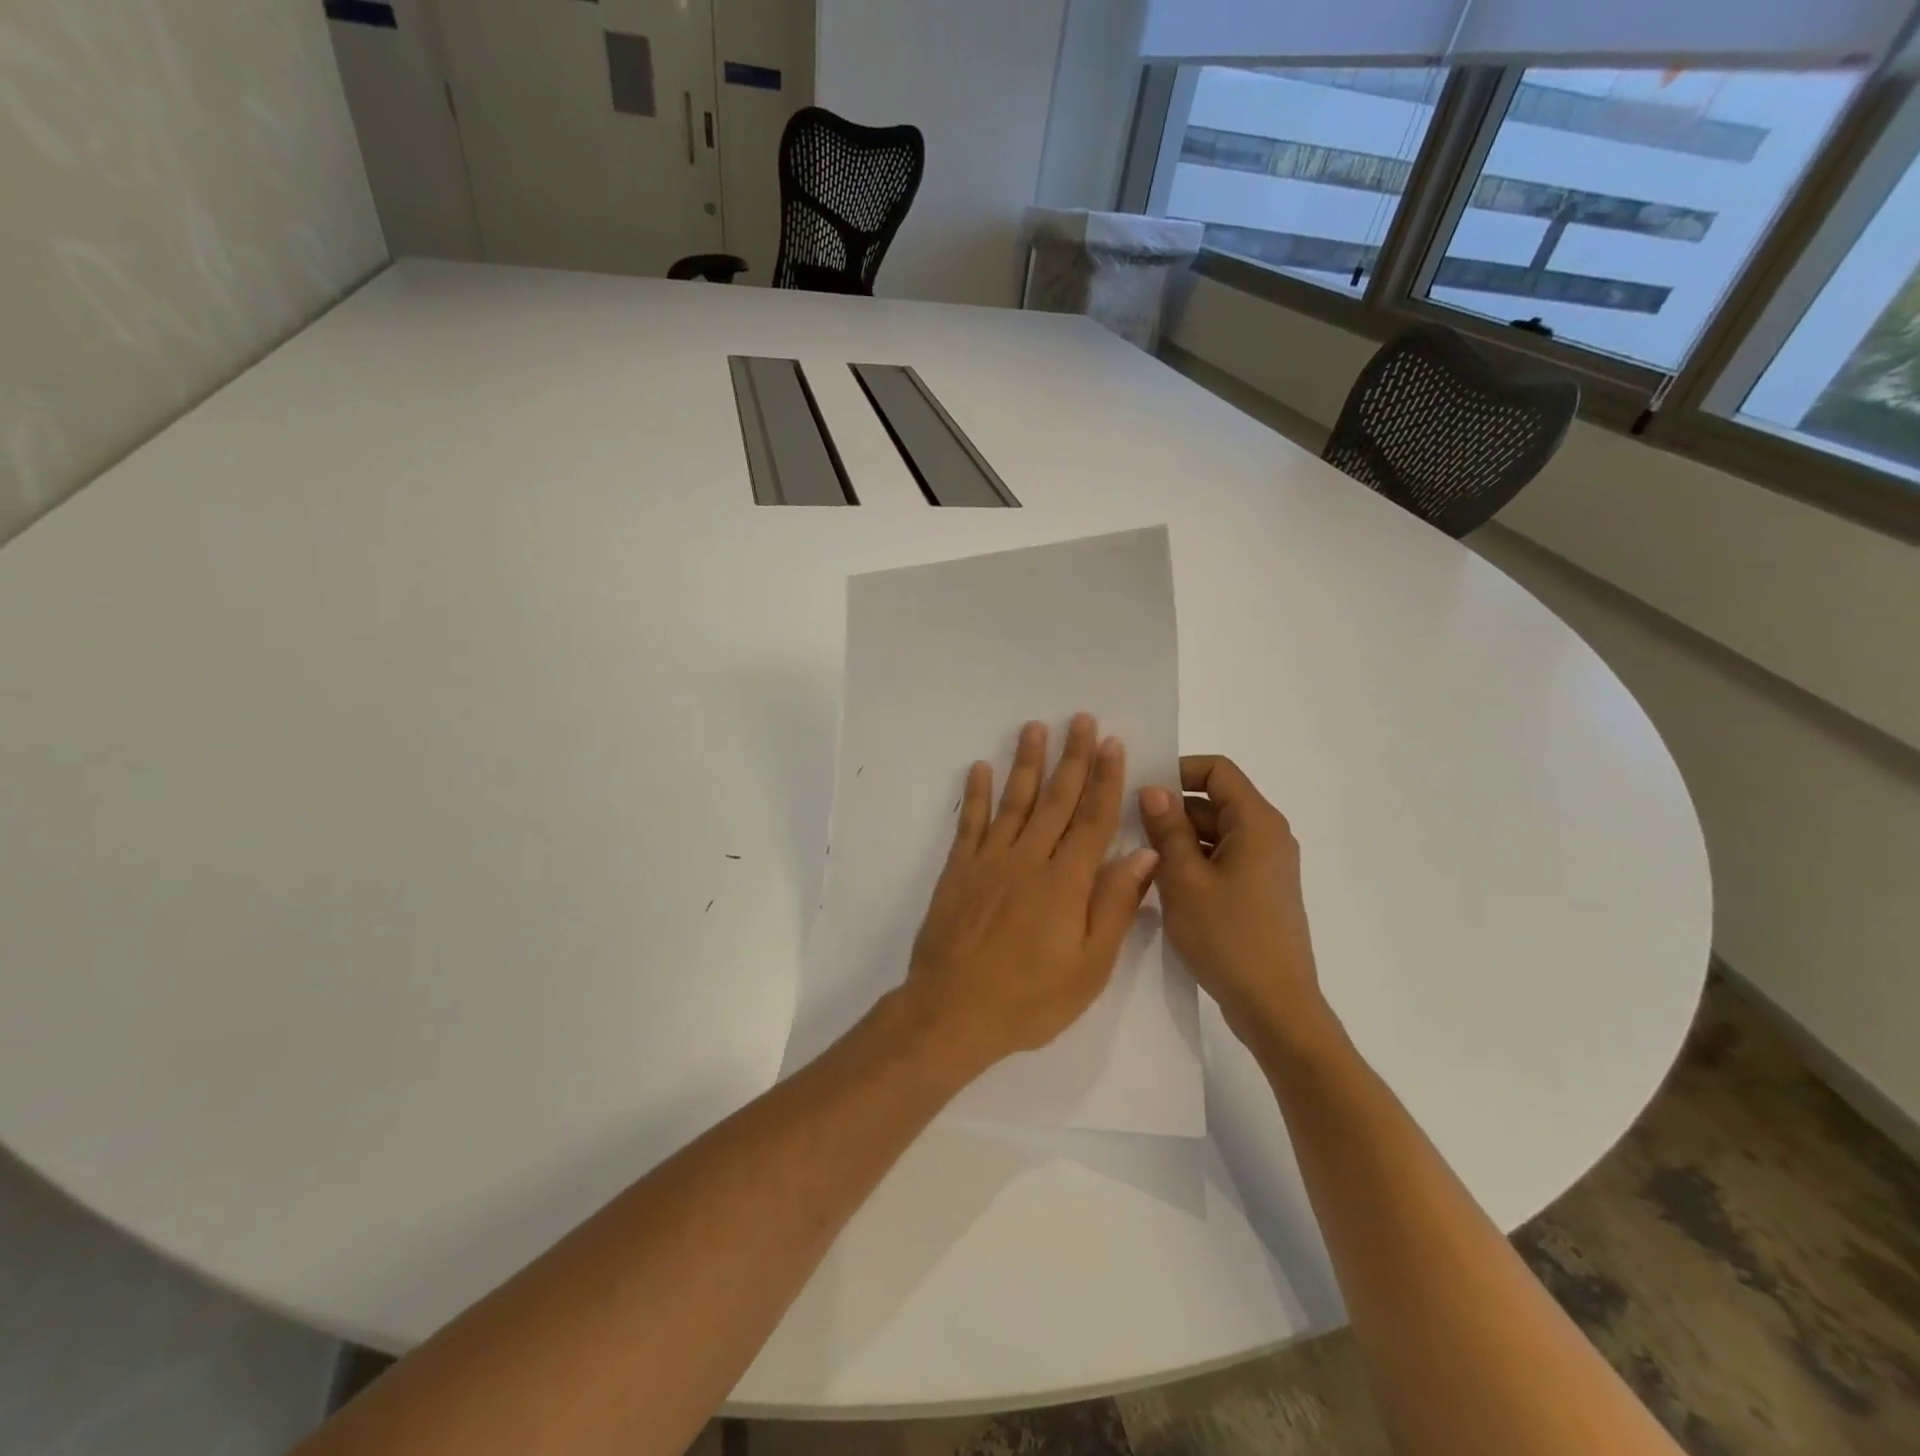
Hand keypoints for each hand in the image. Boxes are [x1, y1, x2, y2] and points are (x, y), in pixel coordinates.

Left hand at [896, 714, 1158, 1077]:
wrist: (953, 1011)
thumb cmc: (1030, 999)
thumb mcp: (1089, 967)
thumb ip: (1115, 906)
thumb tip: (1143, 854)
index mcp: (1066, 883)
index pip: (1092, 819)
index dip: (1104, 779)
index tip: (1112, 743)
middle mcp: (1029, 860)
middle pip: (1056, 800)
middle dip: (1071, 757)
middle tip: (1080, 719)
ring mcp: (989, 861)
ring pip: (1014, 801)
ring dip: (1027, 763)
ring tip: (1035, 727)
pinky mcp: (958, 869)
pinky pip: (970, 822)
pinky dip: (975, 793)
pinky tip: (980, 768)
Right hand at [1138, 756, 1332, 1055]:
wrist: (1275, 1007)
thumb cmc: (1228, 937)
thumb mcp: (1184, 879)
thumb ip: (1166, 828)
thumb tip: (1154, 789)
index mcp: (1256, 823)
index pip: (1217, 770)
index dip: (1177, 770)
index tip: (1141, 790)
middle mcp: (1268, 836)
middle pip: (1215, 801)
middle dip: (1172, 809)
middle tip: (1128, 827)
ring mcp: (1266, 866)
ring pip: (1215, 833)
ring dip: (1179, 839)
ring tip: (1140, 859)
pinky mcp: (1260, 892)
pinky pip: (1222, 860)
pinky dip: (1194, 862)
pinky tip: (1164, 885)